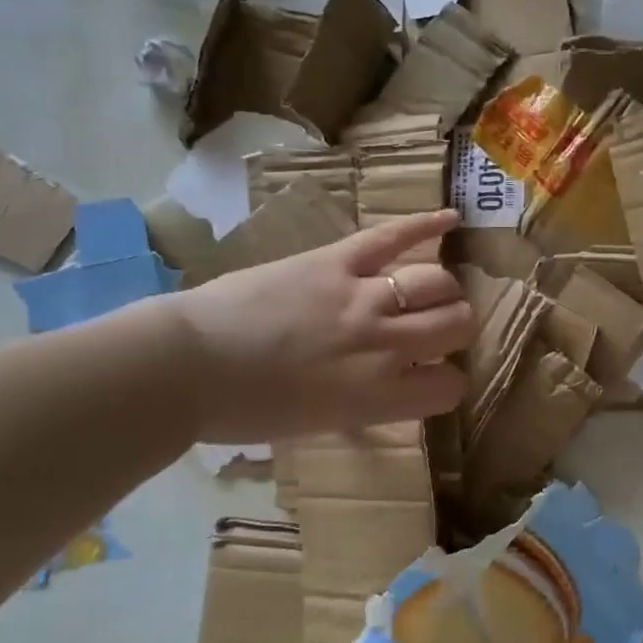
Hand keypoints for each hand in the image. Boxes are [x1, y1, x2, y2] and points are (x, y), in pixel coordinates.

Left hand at [168, 210, 472, 441]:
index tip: (432, 378)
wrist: (186, 365)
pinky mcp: (336, 260)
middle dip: (455, 328)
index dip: (447, 382)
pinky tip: (450, 220)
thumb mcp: (321, 423)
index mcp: (378, 396)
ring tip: (431, 290)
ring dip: (443, 289)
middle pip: (456, 324)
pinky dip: (425, 225)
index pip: (450, 386)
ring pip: (437, 281)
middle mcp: (384, 345)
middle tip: (434, 330)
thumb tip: (396, 382)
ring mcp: (362, 296)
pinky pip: (392, 236)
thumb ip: (370, 400)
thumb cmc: (245, 410)